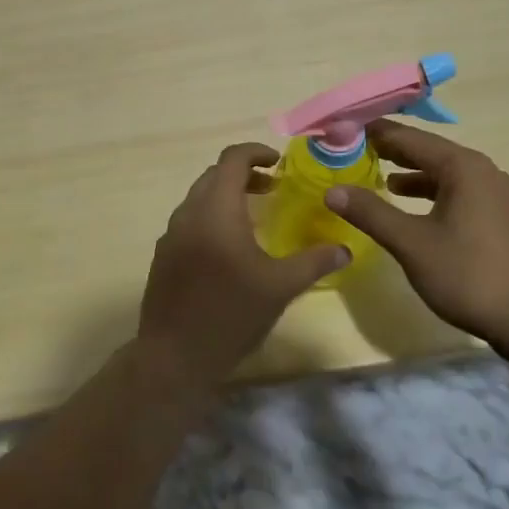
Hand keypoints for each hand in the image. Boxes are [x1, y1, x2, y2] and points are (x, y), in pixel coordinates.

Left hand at [137, 143, 347, 391]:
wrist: (174, 356)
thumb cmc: (230, 315)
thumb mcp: (280, 287)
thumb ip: (314, 262)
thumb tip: (345, 249)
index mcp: (216, 210)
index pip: (232, 159)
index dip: (256, 152)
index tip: (278, 163)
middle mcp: (188, 213)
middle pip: (214, 175)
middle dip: (243, 174)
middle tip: (272, 189)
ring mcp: (171, 234)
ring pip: (199, 197)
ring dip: (226, 195)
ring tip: (254, 216)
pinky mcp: (163, 255)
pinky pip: (189, 220)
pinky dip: (211, 216)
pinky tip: (229, 247)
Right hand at [324, 120, 508, 352]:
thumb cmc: (470, 275)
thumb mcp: (412, 243)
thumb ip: (371, 213)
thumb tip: (332, 190)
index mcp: (462, 166)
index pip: (408, 137)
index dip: (373, 133)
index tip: (342, 130)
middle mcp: (482, 170)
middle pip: (428, 151)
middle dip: (391, 151)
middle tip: (353, 151)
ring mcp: (496, 194)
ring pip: (444, 173)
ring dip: (412, 174)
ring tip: (379, 179)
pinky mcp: (501, 217)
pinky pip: (458, 192)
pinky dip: (431, 193)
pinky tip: (415, 210)